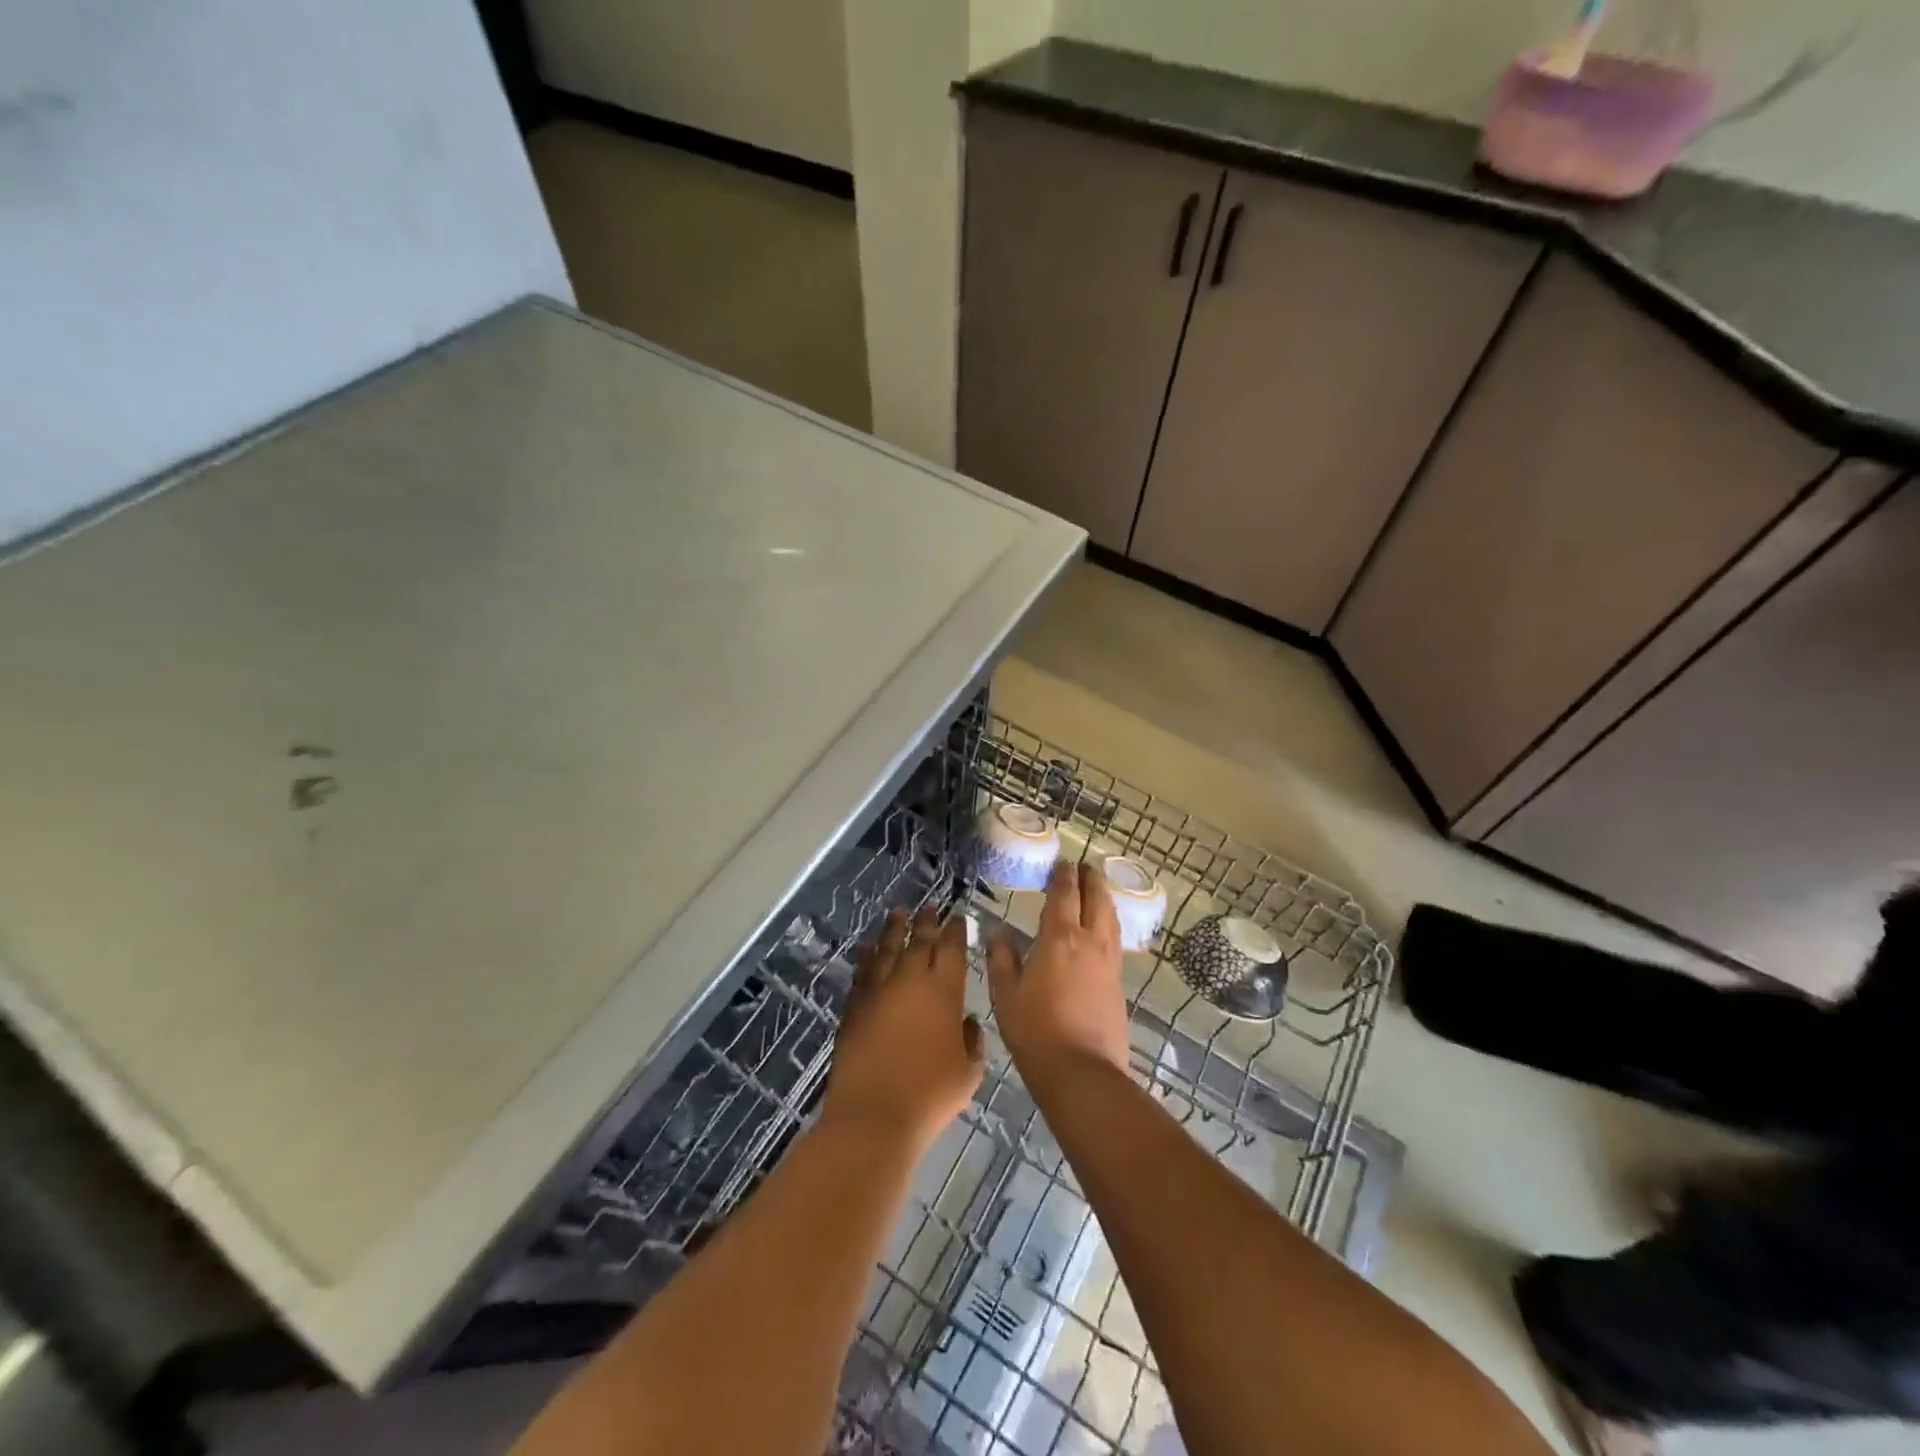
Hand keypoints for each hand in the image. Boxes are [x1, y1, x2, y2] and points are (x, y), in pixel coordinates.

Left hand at [825, 907, 984, 1153]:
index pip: (951, 949)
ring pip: (887, 949)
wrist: (874, 1116)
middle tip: (930, 907)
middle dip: (926, 922)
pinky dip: (868, 956)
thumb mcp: (969, 1072)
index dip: (956, 930)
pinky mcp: (854, 1006)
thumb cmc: (931, 1096)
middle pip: (919, 941)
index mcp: (944, 991)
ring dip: (894, 929)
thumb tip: (966, 1021)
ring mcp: (878, 991)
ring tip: (898, 913)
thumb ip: (971, 1041)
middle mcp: (910, 981)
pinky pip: (863, 971)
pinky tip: (870, 948)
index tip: (958, 918)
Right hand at [988, 860, 1131, 1083]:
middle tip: (1085, 868)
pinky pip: (1115, 942)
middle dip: (1091, 880)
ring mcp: (1109, 963)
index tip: (1063, 862)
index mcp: (1060, 938)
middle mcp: (1090, 942)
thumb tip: (998, 934)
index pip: (1065, 895)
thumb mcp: (1005, 994)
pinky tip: (1103, 933)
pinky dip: (1109, 926)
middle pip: (1097, 900)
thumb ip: (1002, 959)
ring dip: (1104, 900)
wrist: (1081, 1072)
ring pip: (1111, 919)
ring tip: (1097, 893)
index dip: (1064, 875)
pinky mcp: (1119, 984)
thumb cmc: (1035, 1030)